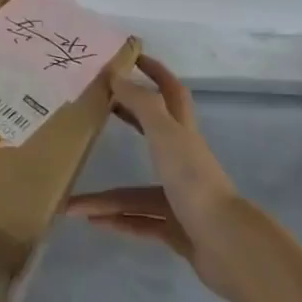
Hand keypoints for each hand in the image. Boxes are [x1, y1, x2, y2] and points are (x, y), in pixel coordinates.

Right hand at [66, 55, 243, 298]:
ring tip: (74, 205)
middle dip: (126, 119)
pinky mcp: (177, 229)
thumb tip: (115, 75)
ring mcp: (180, 197)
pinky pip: (140, 223)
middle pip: (151, 133)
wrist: (228, 245)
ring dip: (106, 200)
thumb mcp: (164, 134)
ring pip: (136, 194)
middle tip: (94, 109)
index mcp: (182, 134)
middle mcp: (182, 161)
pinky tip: (94, 224)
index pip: (170, 92)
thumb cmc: (193, 180)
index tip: (132, 57)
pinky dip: (117, 222)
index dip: (155, 71)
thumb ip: (141, 104)